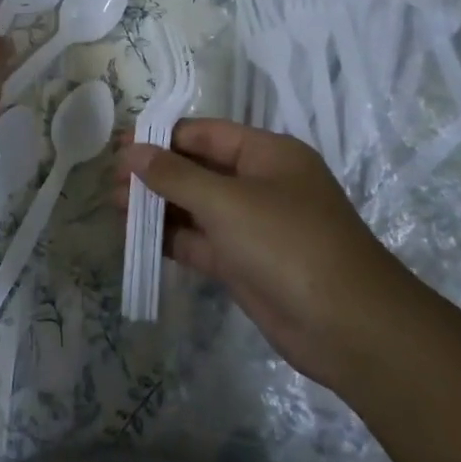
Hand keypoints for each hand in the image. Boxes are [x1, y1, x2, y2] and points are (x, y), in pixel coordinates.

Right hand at [116, 120, 428, 387]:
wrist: (349, 328)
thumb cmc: (288, 243)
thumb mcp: (226, 201)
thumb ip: (175, 175)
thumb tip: (132, 151)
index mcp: (267, 154)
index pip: (204, 133)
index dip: (161, 137)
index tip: (119, 146)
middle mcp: (260, 184)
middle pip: (198, 168)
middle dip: (155, 173)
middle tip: (110, 180)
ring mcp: (253, 226)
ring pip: (196, 207)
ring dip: (158, 206)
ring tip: (114, 206)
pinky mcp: (245, 264)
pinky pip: (201, 241)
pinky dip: (172, 238)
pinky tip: (137, 237)